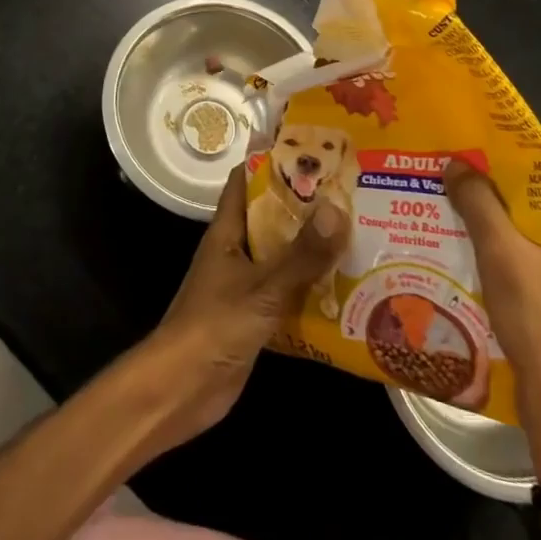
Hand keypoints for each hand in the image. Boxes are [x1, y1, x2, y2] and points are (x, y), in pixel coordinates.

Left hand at [136, 169, 348, 451]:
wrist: (181, 391)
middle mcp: (236, 251)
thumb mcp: (263, 287)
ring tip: (359, 233)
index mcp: (227, 231)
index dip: (273, 160)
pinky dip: (312, 289)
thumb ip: (301, 254)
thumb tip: (338, 208)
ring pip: (283, 256)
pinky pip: (288, 293)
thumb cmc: (214, 326)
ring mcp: (244, 285)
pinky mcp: (255, 317)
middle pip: (272, 217)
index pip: (246, 180)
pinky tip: (347, 290)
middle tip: (351, 192)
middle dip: (306, 205)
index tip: (311, 148)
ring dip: (313, 248)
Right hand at [445, 163, 540, 481]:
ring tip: (478, 235)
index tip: (483, 170)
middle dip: (515, 211)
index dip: (521, 173)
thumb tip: (456, 163)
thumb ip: (480, 205)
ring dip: (520, 245)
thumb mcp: (503, 256)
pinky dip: (532, 276)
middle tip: (474, 201)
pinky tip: (498, 278)